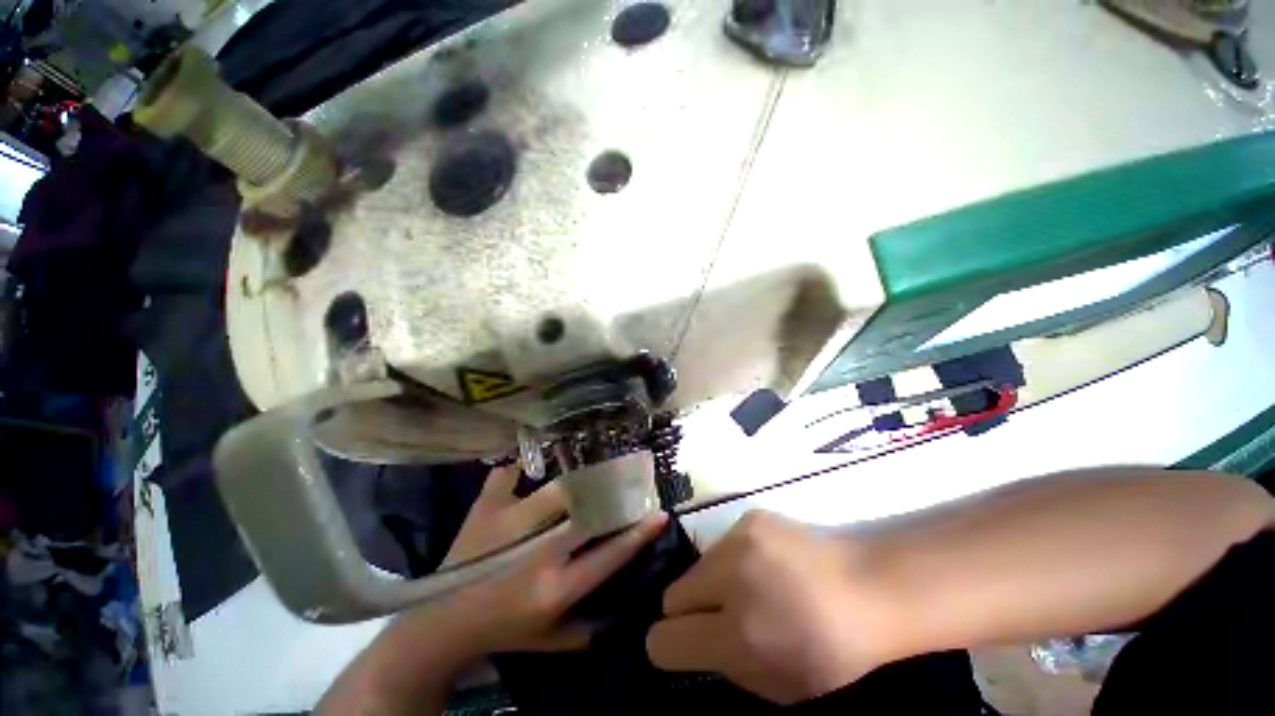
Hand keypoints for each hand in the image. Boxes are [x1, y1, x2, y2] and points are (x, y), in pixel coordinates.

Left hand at [430, 465, 669, 654]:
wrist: (438, 624)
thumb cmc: (503, 632)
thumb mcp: (552, 641)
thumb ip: (591, 626)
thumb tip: (625, 603)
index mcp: (554, 589)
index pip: (607, 556)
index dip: (637, 534)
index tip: (660, 513)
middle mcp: (535, 553)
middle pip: (585, 511)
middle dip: (614, 492)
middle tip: (632, 476)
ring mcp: (507, 525)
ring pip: (557, 488)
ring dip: (582, 477)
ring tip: (597, 465)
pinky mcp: (485, 509)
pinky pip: (509, 474)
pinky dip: (524, 463)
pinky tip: (538, 453)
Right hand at [646, 511, 897, 704]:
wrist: (869, 587)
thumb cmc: (832, 651)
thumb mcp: (778, 686)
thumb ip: (725, 666)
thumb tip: (693, 643)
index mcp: (737, 635)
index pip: (664, 639)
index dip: (668, 646)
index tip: (683, 645)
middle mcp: (729, 581)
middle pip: (673, 595)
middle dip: (688, 611)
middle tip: (718, 616)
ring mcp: (738, 541)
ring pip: (696, 566)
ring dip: (710, 582)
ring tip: (746, 588)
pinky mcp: (748, 518)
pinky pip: (721, 545)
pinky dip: (732, 559)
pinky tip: (762, 566)